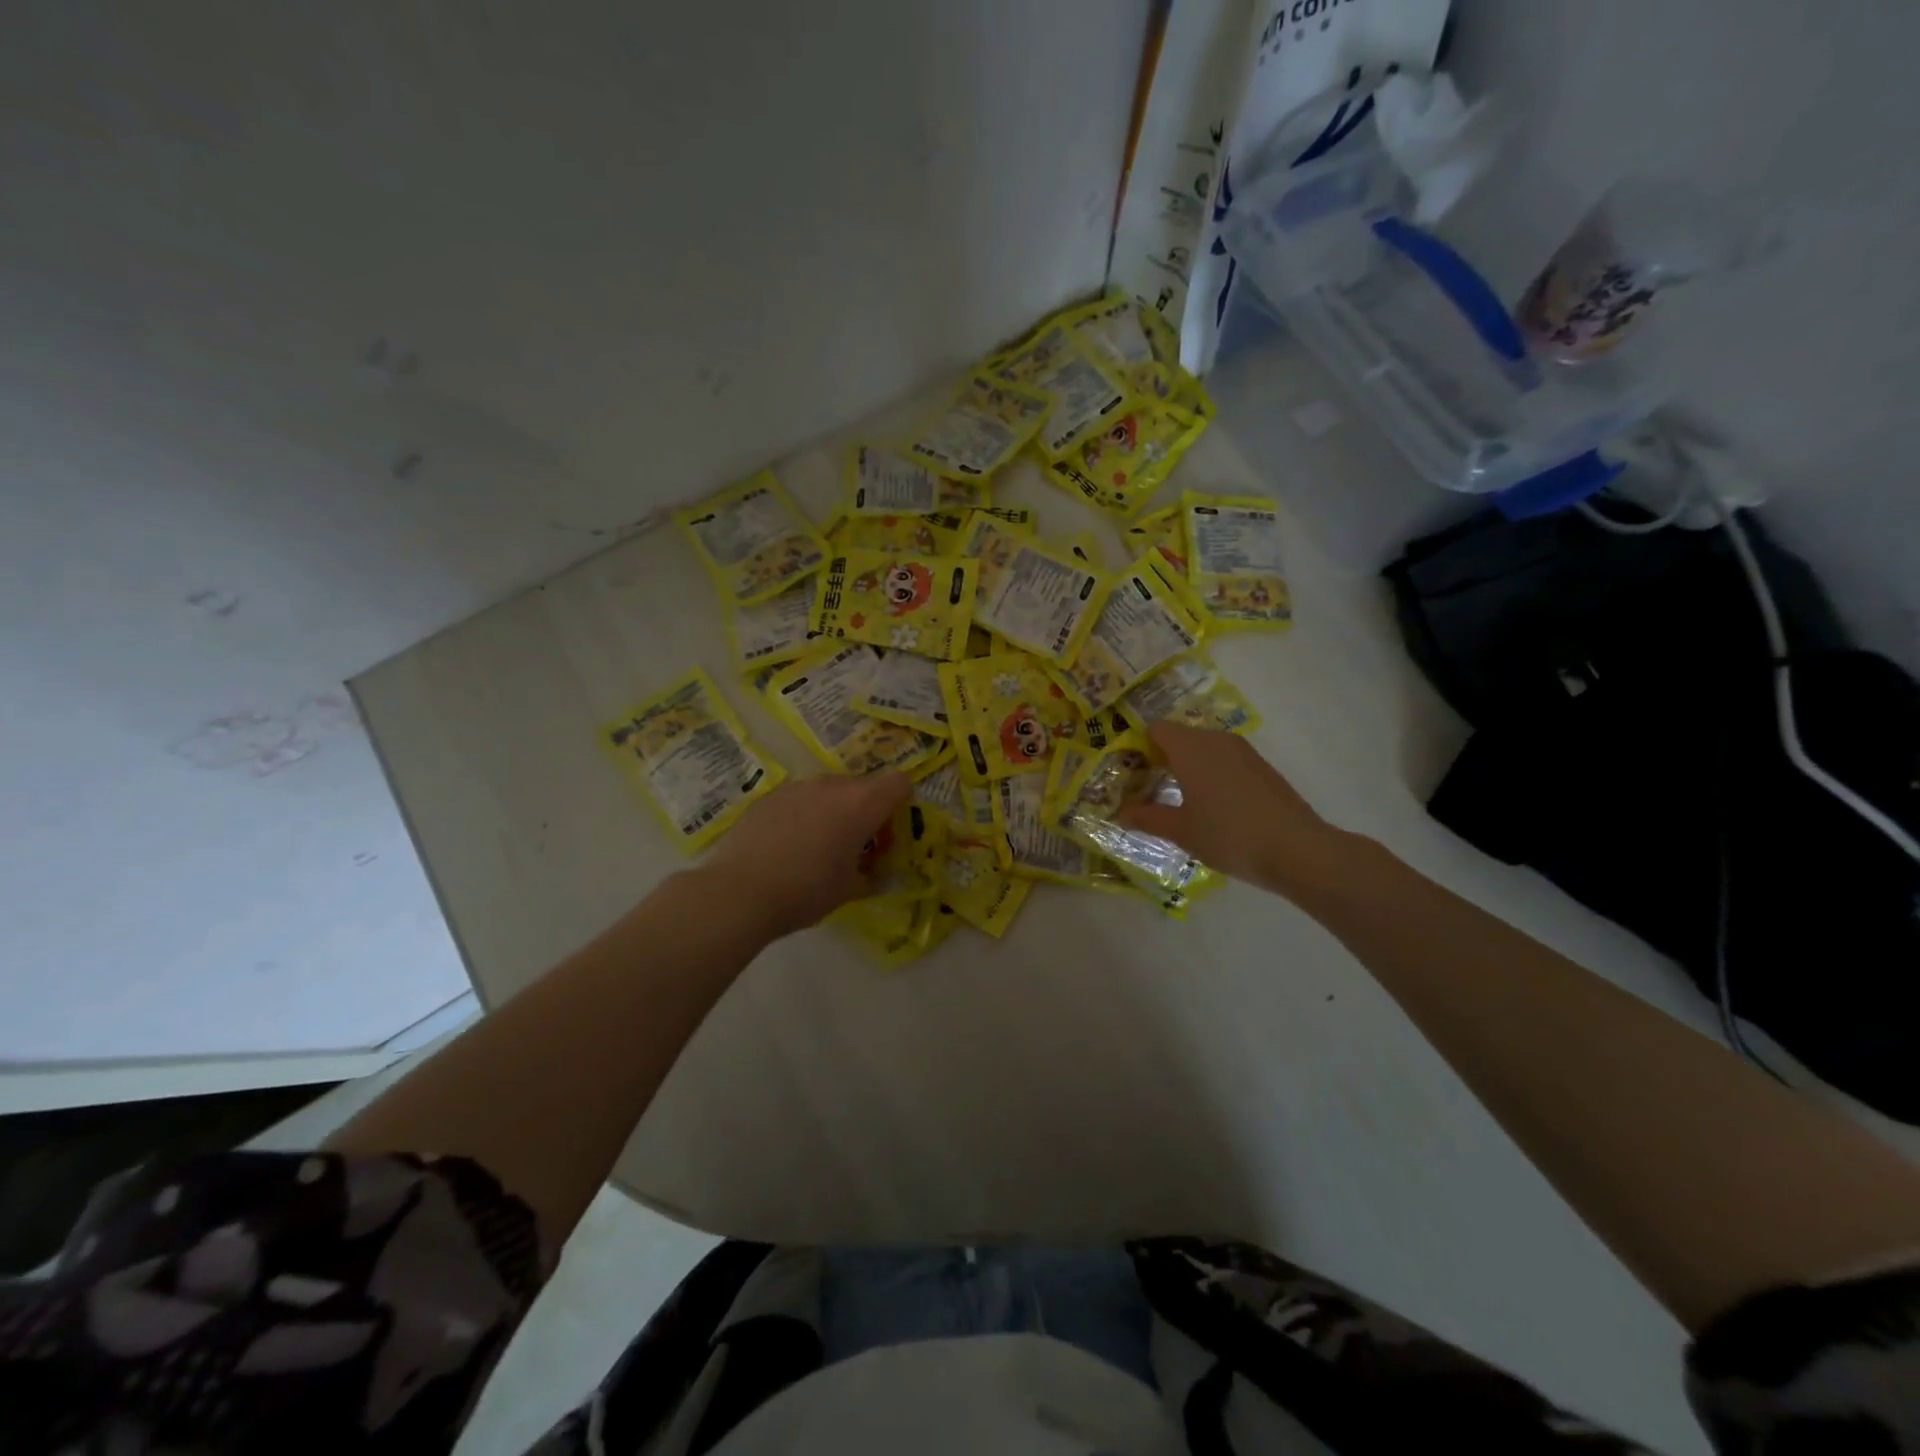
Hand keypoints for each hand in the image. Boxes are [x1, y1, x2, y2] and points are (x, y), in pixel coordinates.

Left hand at [697, 772, 910, 937]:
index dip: (901, 802)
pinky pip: (798, 800)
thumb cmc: (806, 891)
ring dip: (832, 811)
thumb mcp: (849, 890)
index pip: (899, 783)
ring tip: (816, 847)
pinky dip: (802, 816)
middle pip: (862, 787)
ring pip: (828, 792)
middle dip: (865, 811)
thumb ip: (869, 875)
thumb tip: (872, 873)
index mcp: (862, 804)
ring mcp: (797, 787)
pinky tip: (786, 847)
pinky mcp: (769, 797)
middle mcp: (832, 786)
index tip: (888, 831)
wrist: (740, 892)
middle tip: (854, 845)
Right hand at [1116, 722, 1340, 890]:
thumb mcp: (1181, 831)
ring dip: (1186, 767)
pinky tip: (1212, 807)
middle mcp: (1215, 740)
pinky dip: (1210, 774)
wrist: (1298, 850)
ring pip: (1202, 748)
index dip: (1138, 748)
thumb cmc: (1229, 835)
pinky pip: (1223, 760)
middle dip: (1160, 759)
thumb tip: (1122, 811)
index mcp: (1190, 748)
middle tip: (1148, 791)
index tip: (1131, 775)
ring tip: (1179, 801)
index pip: (1155, 730)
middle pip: (1178, 737)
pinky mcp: (1260, 766)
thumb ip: (1147, 817)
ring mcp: (1242, 751)